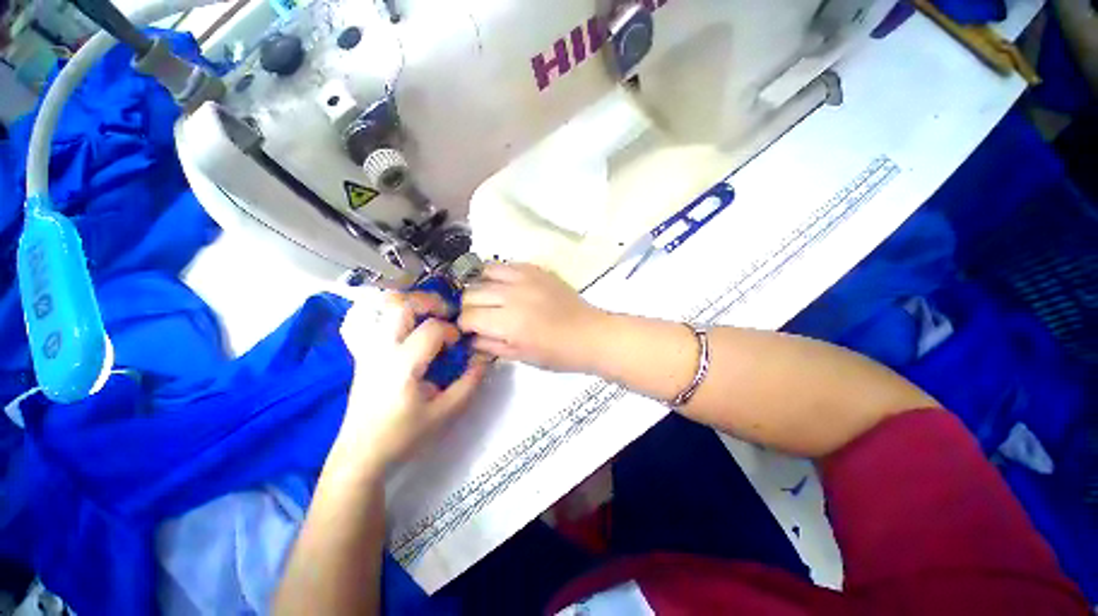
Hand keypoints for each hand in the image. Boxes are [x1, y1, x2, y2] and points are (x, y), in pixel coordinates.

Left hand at [335, 291, 488, 471]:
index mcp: (403, 365)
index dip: (452, 330)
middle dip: (428, 301)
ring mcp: (366, 349)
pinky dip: (379, 310)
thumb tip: (484, 357)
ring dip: (406, 301)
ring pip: (378, 306)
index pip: (431, 329)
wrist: (362, 455)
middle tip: (445, 312)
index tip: (459, 343)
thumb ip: (470, 382)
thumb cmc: (405, 435)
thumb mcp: (446, 412)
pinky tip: (396, 318)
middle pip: (400, 305)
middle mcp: (381, 350)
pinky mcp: (359, 354)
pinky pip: (361, 319)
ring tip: (425, 311)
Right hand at [459, 263, 608, 372]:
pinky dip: (498, 274)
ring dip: (480, 285)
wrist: (590, 334)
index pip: (468, 316)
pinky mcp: (536, 269)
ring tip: (488, 297)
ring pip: (484, 271)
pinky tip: (505, 285)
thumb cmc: (557, 353)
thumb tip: (470, 337)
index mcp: (508, 322)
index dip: (463, 325)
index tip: (468, 330)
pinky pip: (507, 264)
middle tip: (478, 316)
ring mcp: (525, 278)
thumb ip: (490, 345)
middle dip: (468, 307)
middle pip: (471, 292)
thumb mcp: (520, 356)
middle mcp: (512, 294)